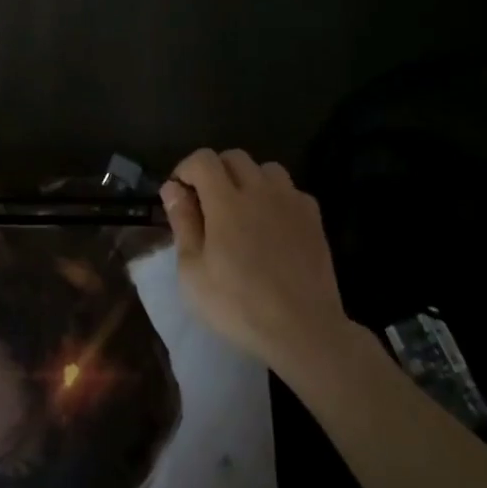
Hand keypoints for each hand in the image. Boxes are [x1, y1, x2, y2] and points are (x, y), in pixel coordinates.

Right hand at [161, 149, 352, 372]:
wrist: (303, 330)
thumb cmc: (238, 305)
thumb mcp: (193, 271)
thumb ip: (182, 223)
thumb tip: (172, 188)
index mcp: (226, 201)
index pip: (202, 159)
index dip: (186, 169)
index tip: (180, 195)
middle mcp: (260, 191)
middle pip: (234, 157)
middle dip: (215, 171)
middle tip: (207, 204)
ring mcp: (291, 202)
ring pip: (266, 169)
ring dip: (249, 180)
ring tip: (242, 210)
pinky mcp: (314, 219)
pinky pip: (291, 191)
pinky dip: (277, 198)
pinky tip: (272, 226)